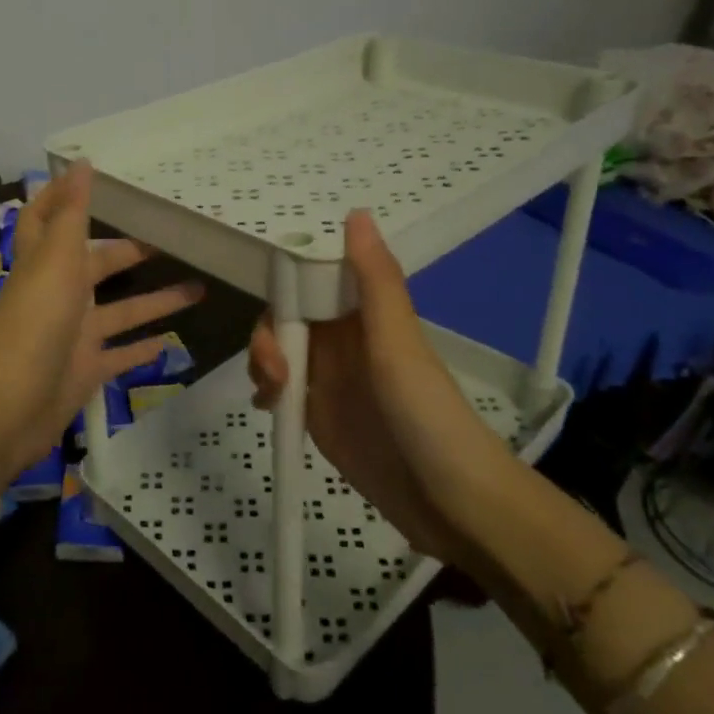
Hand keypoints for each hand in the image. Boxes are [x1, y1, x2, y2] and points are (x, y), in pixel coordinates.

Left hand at [0, 163, 201, 468]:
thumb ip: (71, 214)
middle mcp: (59, 295)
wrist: (10, 406)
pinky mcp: (86, 371)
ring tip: (200, 288)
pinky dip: (142, 349)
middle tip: (173, 239)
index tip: (91, 176)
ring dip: (155, 300)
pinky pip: (120, 356)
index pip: (46, 219)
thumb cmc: (35, 322)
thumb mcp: (56, 259)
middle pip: (98, 265)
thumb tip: (80, 162)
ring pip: (121, 311)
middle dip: (130, 251)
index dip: (61, 196)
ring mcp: (74, 336)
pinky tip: (171, 342)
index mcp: (47, 263)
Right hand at [248, 210, 511, 565]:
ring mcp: (329, 378)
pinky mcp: (318, 414)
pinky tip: (269, 408)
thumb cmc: (426, 414)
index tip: (272, 304)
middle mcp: (344, 340)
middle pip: (286, 317)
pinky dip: (266, 391)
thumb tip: (356, 212)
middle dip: (268, 334)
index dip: (286, 284)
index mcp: (364, 314)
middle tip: (274, 368)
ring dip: (263, 363)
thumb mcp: (396, 342)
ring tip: (273, 395)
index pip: (311, 280)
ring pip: (278, 351)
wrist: (450, 501)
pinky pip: (279, 389)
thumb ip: (374, 281)